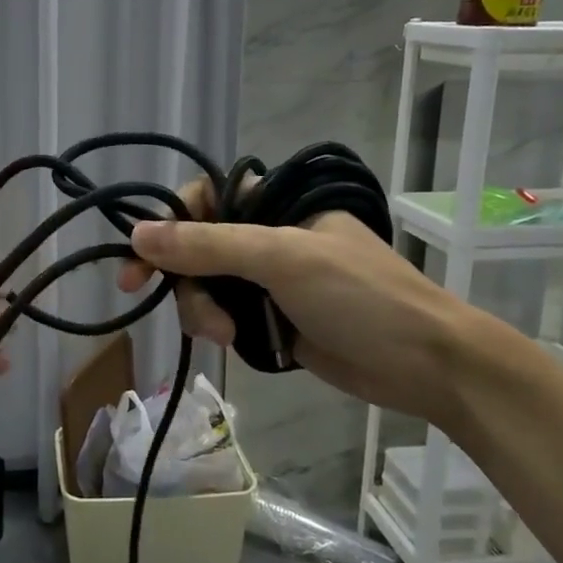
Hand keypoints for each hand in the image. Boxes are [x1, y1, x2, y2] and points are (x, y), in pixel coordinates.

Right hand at [115, 181, 486, 427]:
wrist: (426, 364)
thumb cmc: (361, 296)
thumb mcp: (283, 259)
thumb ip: (208, 245)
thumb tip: (136, 234)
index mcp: (277, 204)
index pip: (204, 198)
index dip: (167, 223)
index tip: (138, 259)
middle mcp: (268, 236)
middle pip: (196, 247)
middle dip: (184, 279)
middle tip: (172, 308)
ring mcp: (269, 280)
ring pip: (205, 286)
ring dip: (201, 309)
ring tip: (225, 337)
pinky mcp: (271, 319)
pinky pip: (224, 315)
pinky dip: (218, 328)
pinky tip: (232, 344)